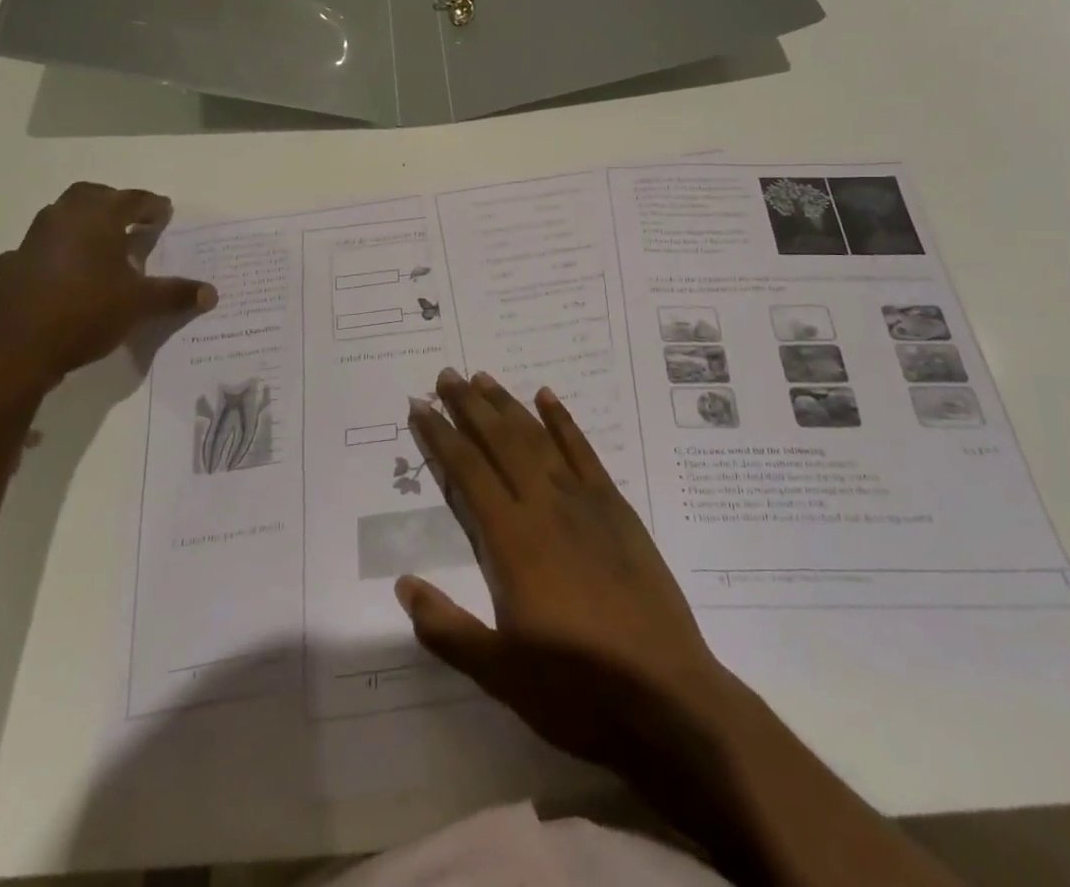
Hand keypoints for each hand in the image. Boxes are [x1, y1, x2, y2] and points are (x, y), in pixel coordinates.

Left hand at [0, 182, 215, 389]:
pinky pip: (40, 250)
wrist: (14, 349)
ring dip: (83, 226)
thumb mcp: (140, 304)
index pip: (132, 199)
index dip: (152, 206)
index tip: (165, 212)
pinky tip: (63, 275)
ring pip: (61, 219)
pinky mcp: (12, 267)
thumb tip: (212, 294)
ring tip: (103, 247)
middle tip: (133, 220)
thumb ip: (175, 294)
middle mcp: (62, 219)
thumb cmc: (86, 311)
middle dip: (114, 204)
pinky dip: (56, 255)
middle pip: (91, 197)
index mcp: (97, 217)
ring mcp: (32, 242)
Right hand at [398, 369, 735, 771]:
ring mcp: (584, 502)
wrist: (666, 694)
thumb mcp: (500, 673)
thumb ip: (447, 627)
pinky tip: (547, 397)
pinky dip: (563, 421)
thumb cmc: (576, 688)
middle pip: (499, 442)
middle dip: (469, 406)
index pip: (466, 472)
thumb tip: (403, 583)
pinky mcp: (617, 508)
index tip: (420, 406)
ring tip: (484, 378)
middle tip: (446, 374)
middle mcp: (544, 506)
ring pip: (537, 439)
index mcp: (511, 539)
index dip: (440, 436)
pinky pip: (584, 452)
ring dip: (508, 405)